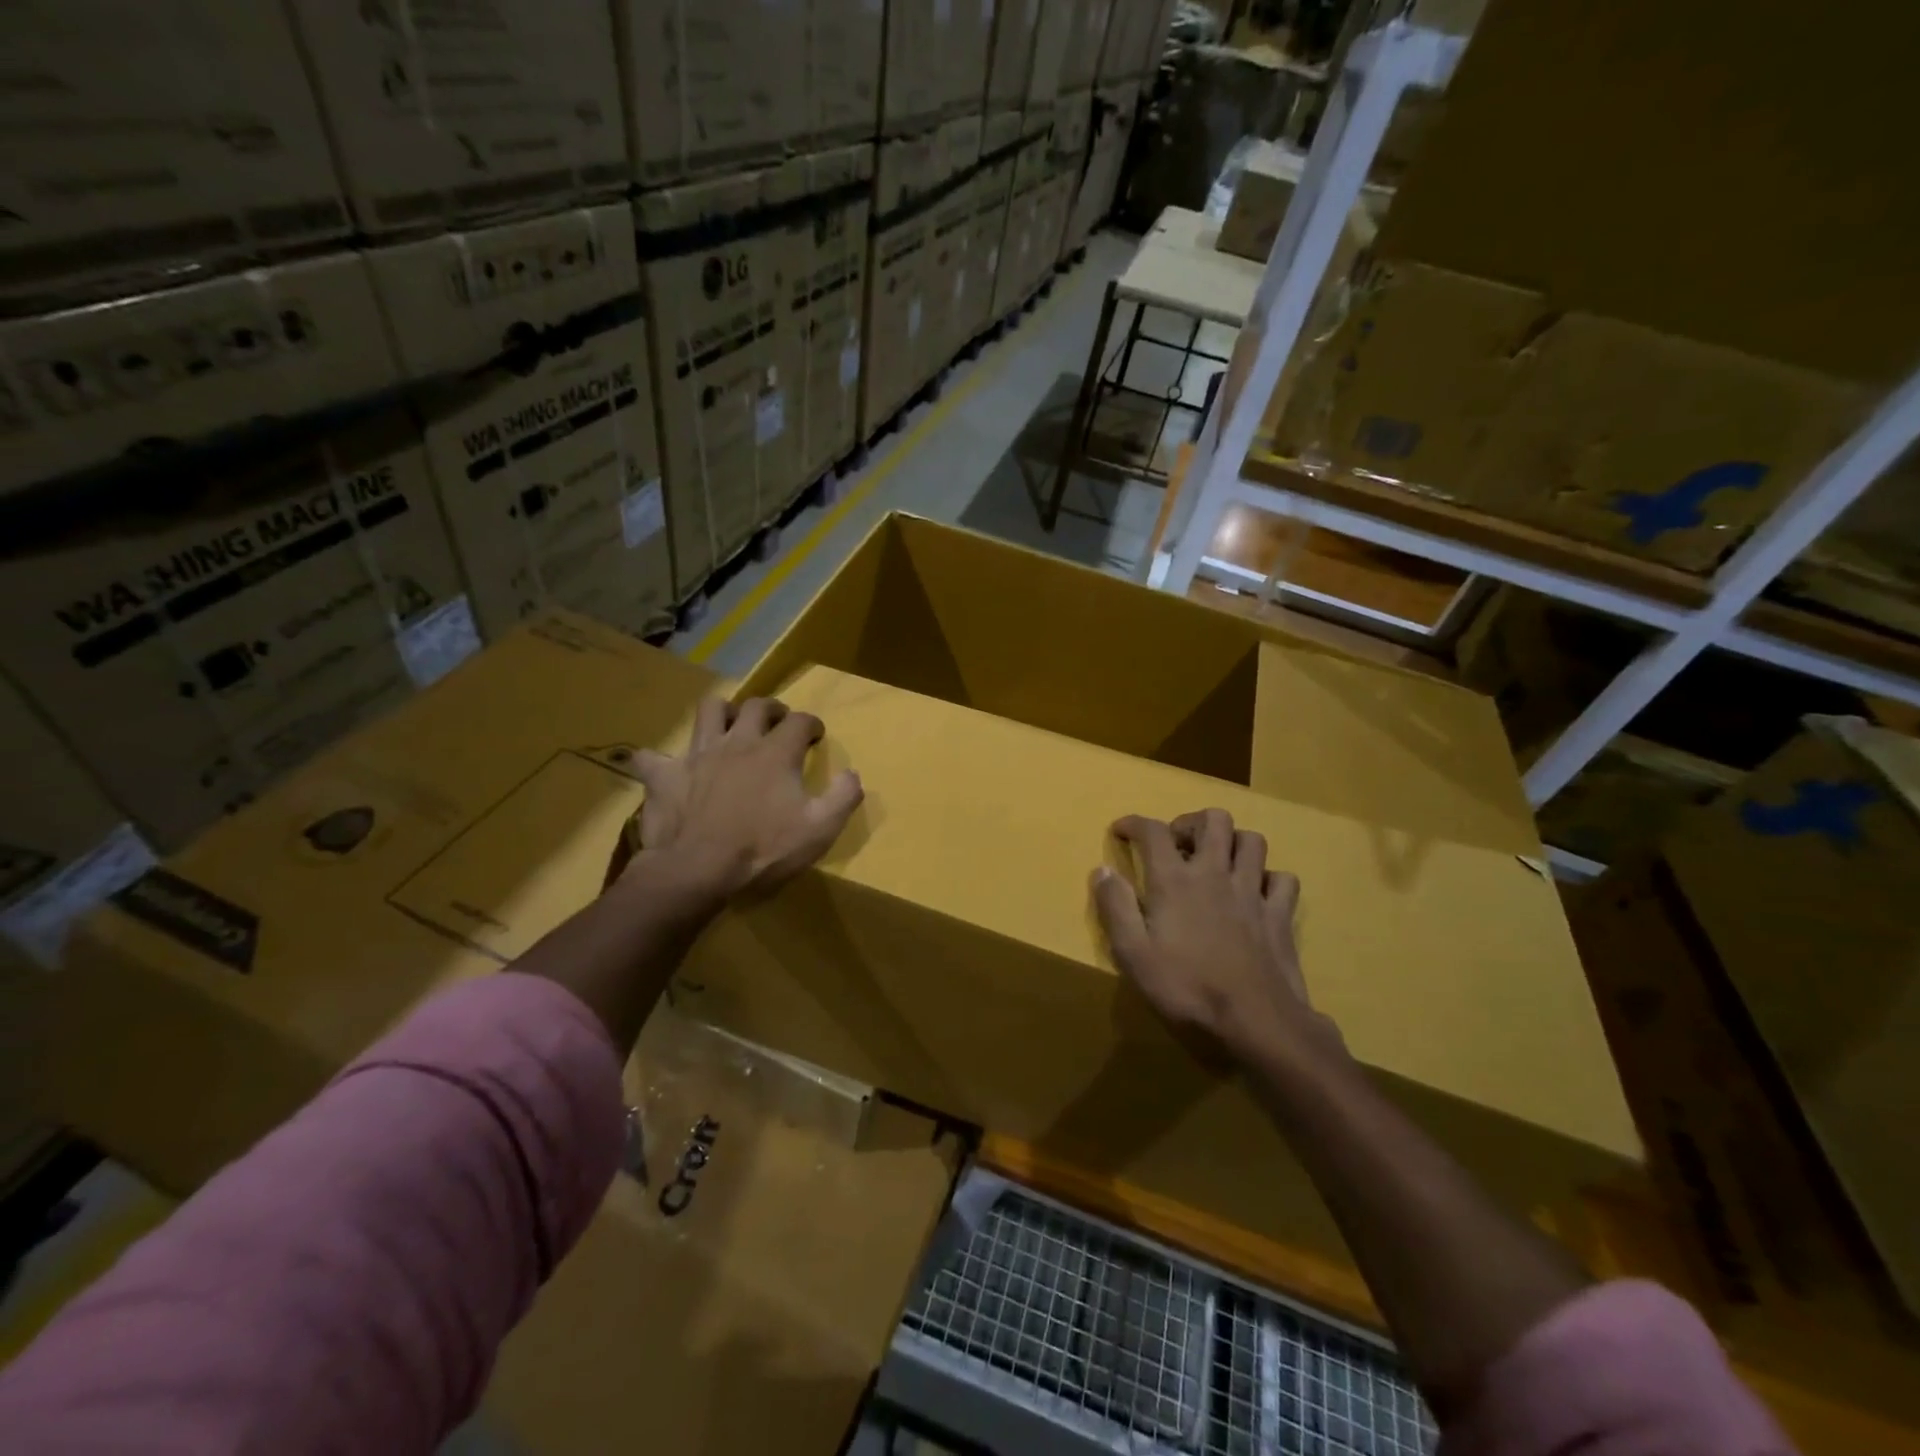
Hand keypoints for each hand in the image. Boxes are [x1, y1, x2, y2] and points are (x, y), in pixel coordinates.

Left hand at [625, 695, 862, 905]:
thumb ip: (843, 797)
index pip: (799, 721)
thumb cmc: (763, 850)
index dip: (811, 724)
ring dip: (723, 713)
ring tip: (730, 727)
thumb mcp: (819, 830)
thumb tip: (852, 773)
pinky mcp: (665, 775)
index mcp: (775, 752)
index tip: (815, 736)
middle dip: (772, 709)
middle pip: (756, 706)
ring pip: (709, 711)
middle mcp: (738, 742)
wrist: (697, 871)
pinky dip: (658, 760)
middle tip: (777, 723)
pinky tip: (664, 768)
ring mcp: (698, 755)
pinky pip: (652, 757)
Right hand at [1092, 809, 1335, 1067]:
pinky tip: (1255, 892)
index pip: (1153, 831)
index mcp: (1175, 881)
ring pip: (1252, 841)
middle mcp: (1215, 874)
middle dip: (1191, 822)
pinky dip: (1268, 878)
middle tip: (1176, 844)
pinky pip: (1283, 879)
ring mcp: (1253, 892)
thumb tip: (1102, 870)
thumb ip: (1115, 907)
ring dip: (1232, 842)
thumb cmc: (1186, 989)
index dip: (1134, 822)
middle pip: (1213, 820)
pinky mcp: (1280, 916)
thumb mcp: (1133, 954)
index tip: (1122, 830)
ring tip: (1216, 861)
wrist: (1256, 1023)